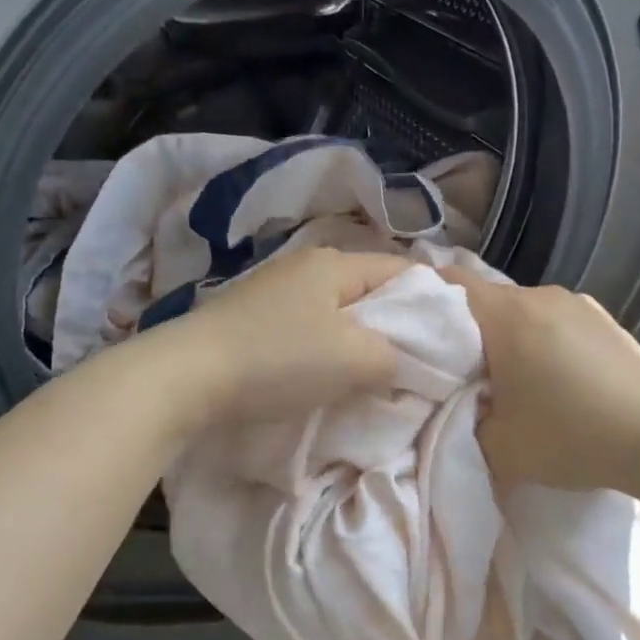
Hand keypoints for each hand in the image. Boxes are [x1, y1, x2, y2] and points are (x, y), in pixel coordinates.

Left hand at [148, 246, 411, 429]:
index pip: (404, 270)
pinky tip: (324, 376)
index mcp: (336, 263)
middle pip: (369, 291)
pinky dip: (324, 350)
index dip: (434, 301)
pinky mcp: (250, 319)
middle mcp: (305, 266)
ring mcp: (273, 291)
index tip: (451, 338)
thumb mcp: (356, 359)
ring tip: (373, 375)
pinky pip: (306, 329)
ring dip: (357, 341)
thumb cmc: (280, 359)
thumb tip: (403, 361)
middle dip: (395, 325)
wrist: (187, 377)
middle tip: (414, 363)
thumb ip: (396, 356)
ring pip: (336, 312)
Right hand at [441, 268, 639, 492]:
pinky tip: (555, 379)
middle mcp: (542, 295)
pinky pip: (556, 321)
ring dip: (509, 336)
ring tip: (511, 379)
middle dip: (467, 329)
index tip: (412, 331)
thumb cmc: (570, 436)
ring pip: (523, 310)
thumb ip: (460, 421)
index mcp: (508, 315)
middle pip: (486, 299)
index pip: (448, 282)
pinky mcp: (606, 320)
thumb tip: (456, 406)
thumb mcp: (497, 446)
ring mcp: (580, 304)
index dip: (422, 299)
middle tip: (460, 370)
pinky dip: (542, 341)